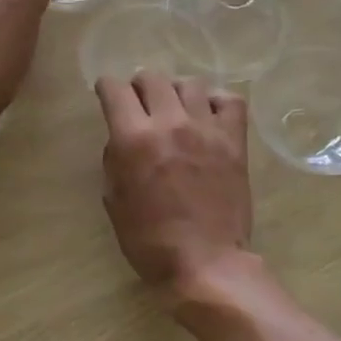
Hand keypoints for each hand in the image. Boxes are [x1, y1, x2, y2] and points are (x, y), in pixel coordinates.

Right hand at [96, 72, 252, 300]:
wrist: (205, 263)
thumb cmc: (150, 240)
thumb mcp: (114, 201)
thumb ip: (115, 160)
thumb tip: (122, 139)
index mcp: (133, 139)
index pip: (115, 89)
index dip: (106, 87)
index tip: (107, 94)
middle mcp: (169, 123)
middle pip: (152, 78)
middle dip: (139, 86)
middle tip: (141, 103)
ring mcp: (206, 129)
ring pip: (190, 83)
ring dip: (176, 91)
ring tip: (176, 108)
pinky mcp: (234, 141)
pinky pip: (230, 101)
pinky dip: (216, 101)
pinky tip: (208, 116)